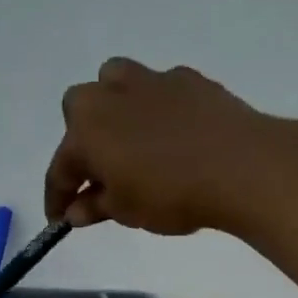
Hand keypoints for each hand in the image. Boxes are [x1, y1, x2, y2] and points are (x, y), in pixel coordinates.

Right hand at [44, 58, 287, 235]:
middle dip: (81, 140)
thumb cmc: (170, 194)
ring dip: (113, 109)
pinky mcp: (188, 78)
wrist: (240, 166)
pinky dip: (156, 110)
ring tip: (129, 141)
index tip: (58, 219)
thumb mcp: (126, 211)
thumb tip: (76, 211)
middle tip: (98, 174)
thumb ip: (95, 207)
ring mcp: (150, 80)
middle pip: (79, 111)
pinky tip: (172, 135)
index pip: (60, 169)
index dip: (57, 198)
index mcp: (86, 130)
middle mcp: (110, 95)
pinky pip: (158, 90)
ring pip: (115, 82)